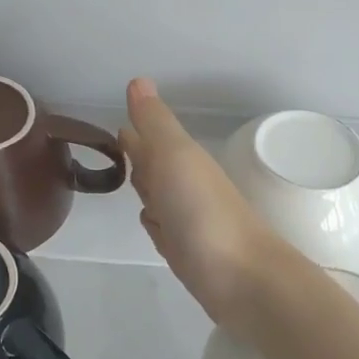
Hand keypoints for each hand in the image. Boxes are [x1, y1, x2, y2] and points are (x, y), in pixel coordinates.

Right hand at [120, 78, 277, 328]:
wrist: (241, 278)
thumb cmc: (202, 210)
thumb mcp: (174, 156)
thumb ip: (154, 123)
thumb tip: (138, 80)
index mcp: (183, 160)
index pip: (153, 140)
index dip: (137, 131)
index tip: (117, 123)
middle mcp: (185, 187)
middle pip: (156, 166)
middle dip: (139, 156)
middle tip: (118, 146)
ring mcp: (187, 221)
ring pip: (159, 197)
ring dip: (146, 187)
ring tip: (129, 178)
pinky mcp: (186, 252)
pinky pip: (163, 228)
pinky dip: (154, 222)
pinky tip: (150, 222)